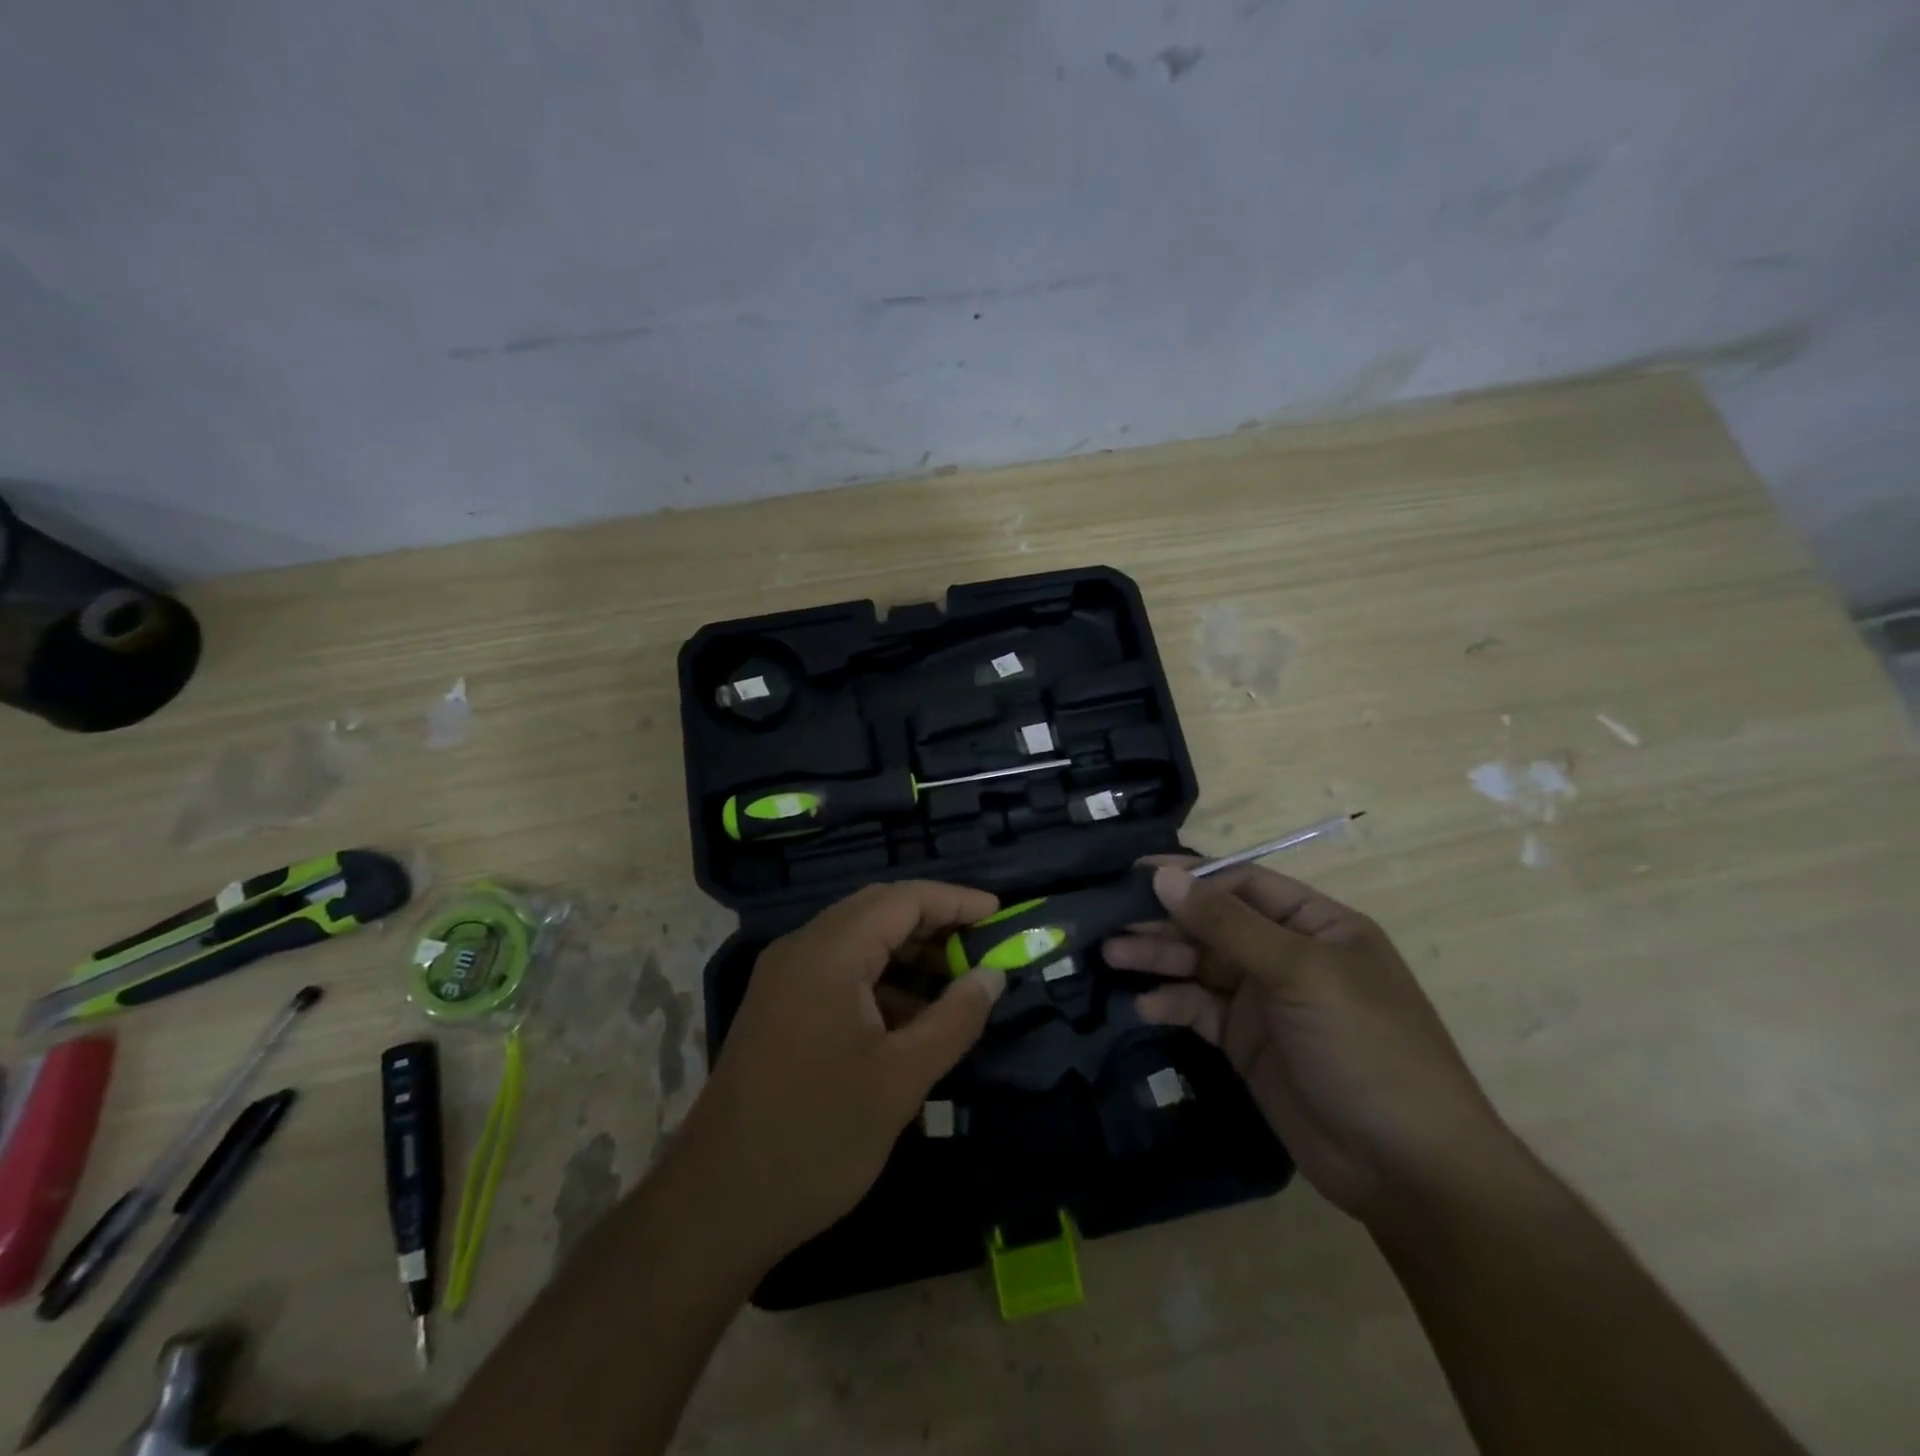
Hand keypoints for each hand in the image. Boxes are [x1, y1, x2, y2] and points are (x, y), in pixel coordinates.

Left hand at [673, 880, 1005, 1262]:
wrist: (718, 1204)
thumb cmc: (817, 1137)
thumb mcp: (901, 1079)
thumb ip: (954, 1019)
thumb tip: (992, 975)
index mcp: (828, 953)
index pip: (903, 899)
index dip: (955, 901)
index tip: (1000, 915)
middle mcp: (801, 949)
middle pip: (878, 910)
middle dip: (934, 922)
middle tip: (981, 946)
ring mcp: (784, 977)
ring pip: (858, 939)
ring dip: (907, 952)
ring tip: (955, 982)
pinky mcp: (779, 1006)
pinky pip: (838, 970)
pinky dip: (880, 979)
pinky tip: (911, 1017)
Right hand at [1103, 865, 1514, 1224]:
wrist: (1408, 1169)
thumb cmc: (1365, 1047)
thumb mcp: (1299, 973)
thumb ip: (1227, 923)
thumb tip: (1163, 876)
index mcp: (1316, 925)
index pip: (1244, 884)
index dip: (1191, 877)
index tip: (1136, 876)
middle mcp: (1288, 956)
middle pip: (1215, 925)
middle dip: (1165, 921)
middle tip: (1110, 920)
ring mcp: (1267, 1002)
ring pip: (1201, 966)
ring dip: (1158, 958)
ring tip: (1111, 955)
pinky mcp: (1248, 1045)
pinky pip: (1201, 1011)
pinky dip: (1173, 1004)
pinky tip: (1145, 1006)